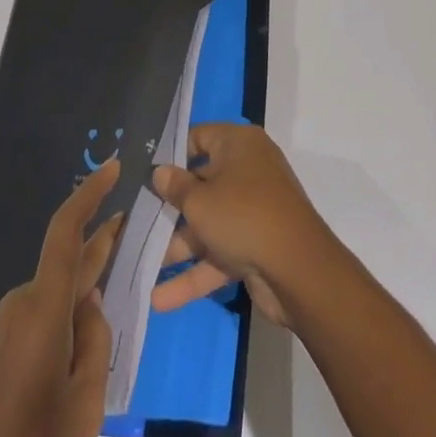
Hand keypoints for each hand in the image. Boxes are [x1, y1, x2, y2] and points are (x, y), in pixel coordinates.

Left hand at [0, 159, 124, 436]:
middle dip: (98, 250)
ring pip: (53, 299)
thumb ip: (96, 342)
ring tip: (104, 340)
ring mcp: (1, 326)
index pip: (67, 231)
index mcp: (43, 308)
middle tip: (131, 237)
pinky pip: (35, 320)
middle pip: (66, 265)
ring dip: (79, 302)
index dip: (90, 194)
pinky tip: (73, 362)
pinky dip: (60, 325)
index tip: (114, 168)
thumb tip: (91, 305)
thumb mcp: (85, 404)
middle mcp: (19, 304)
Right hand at [149, 123, 333, 329]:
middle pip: (202, 184)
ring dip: (178, 246)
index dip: (174, 153)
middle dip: (171, 207)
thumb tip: (160, 172)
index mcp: (238, 145)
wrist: (298, 271)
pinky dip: (195, 273)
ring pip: (209, 223)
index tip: (147, 171)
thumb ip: (176, 187)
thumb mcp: (200, 200)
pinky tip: (161, 299)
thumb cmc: (243, 215)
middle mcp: (247, 171)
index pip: (200, 137)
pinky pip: (220, 254)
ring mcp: (253, 211)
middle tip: (137, 220)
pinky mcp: (256, 247)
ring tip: (141, 263)